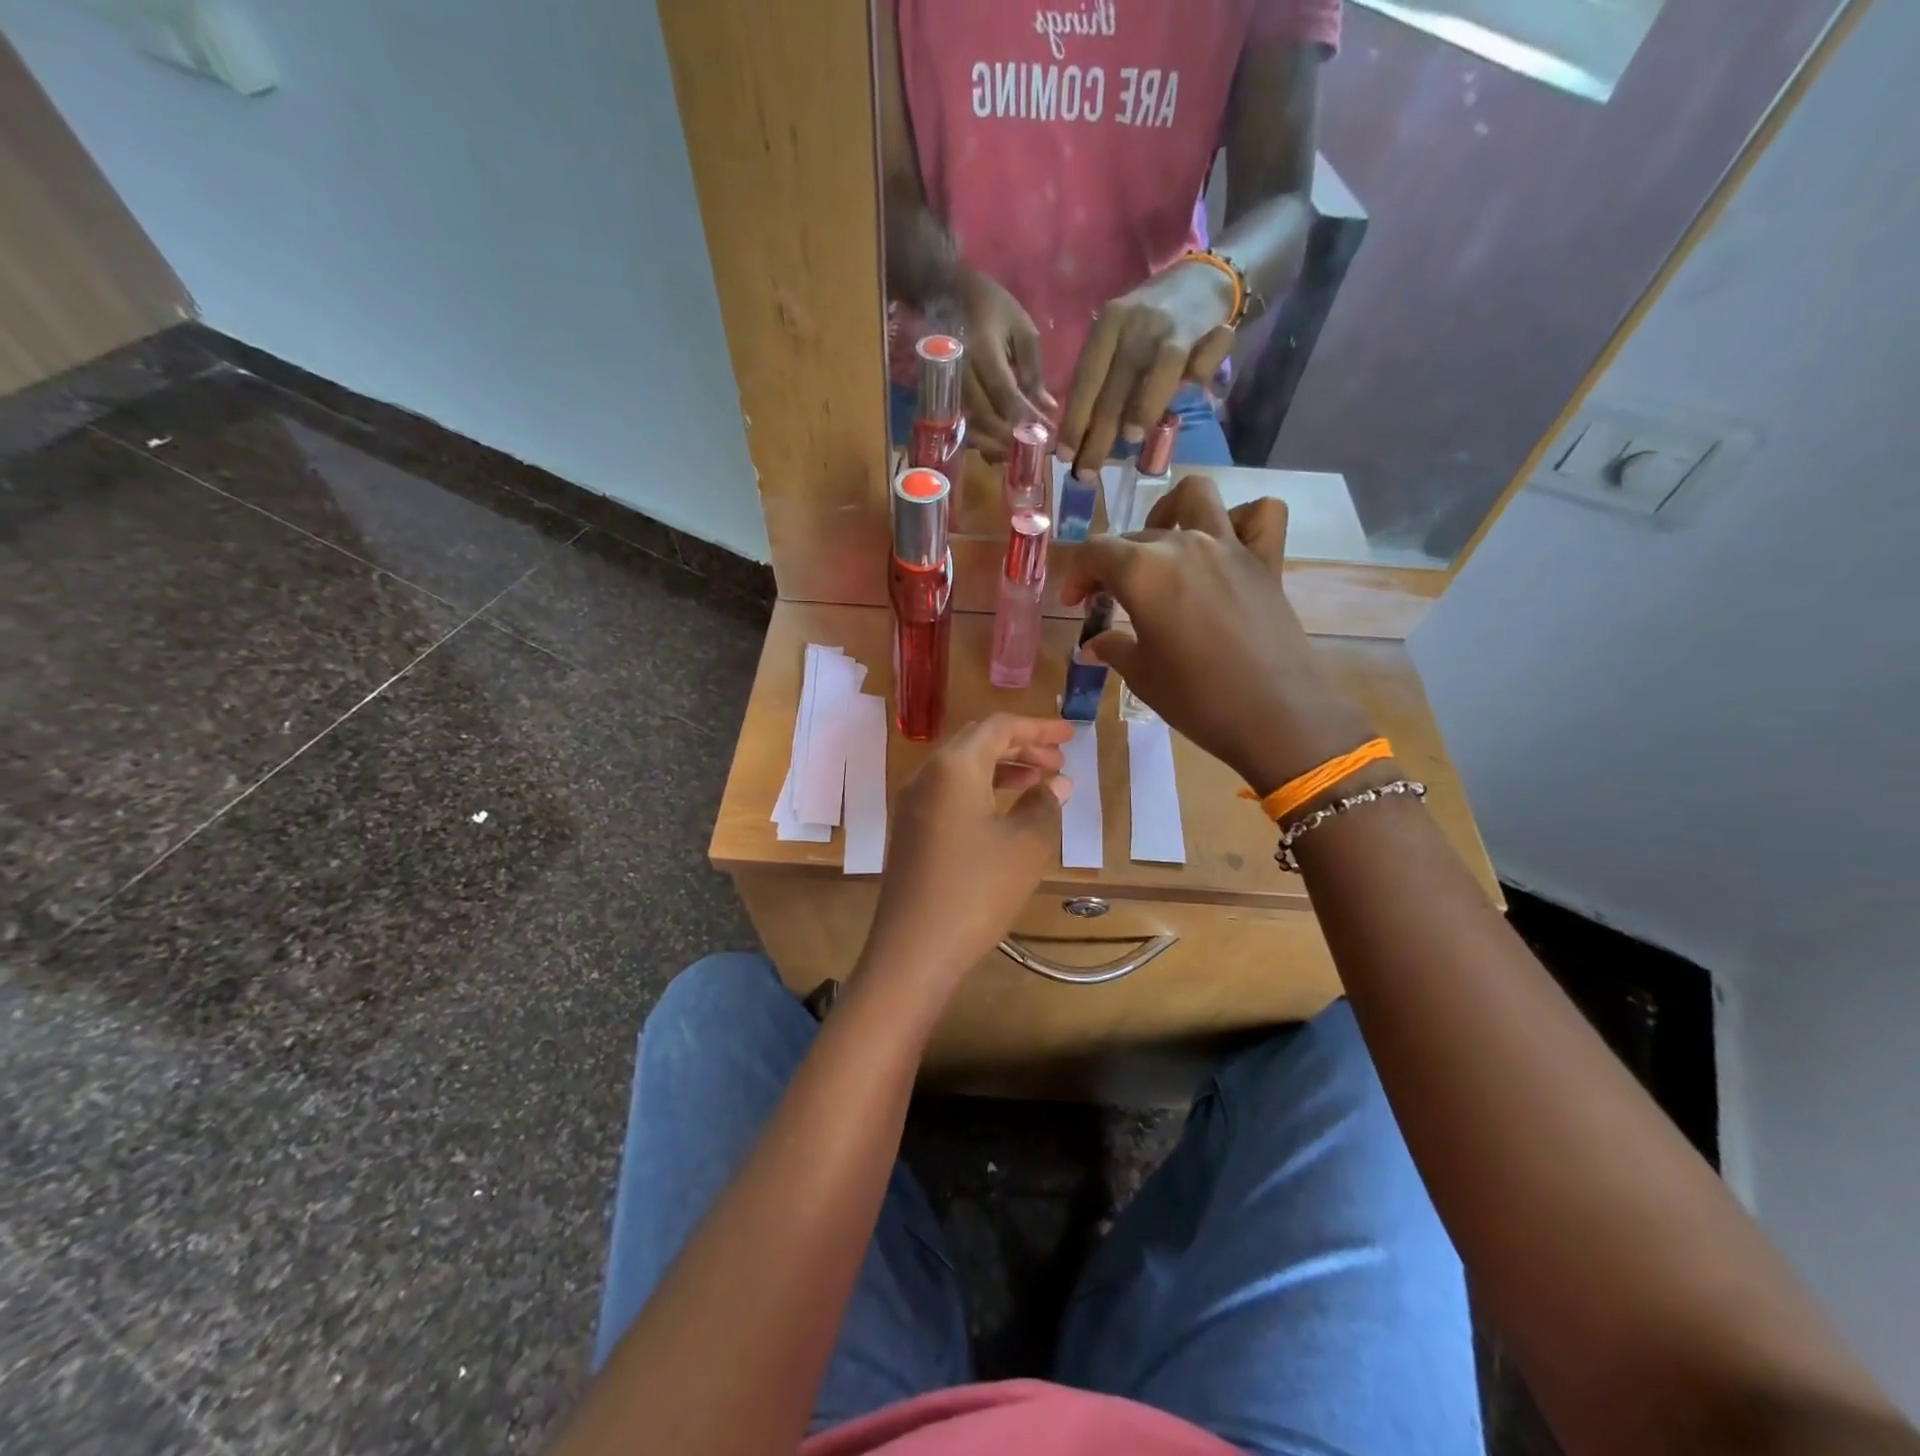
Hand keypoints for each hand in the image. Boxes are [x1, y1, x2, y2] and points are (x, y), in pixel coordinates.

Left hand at [860, 715, 1073, 997]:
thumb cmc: (977, 890)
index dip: (1038, 728)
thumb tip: (1056, 784)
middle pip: (977, 742)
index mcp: (954, 766)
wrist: (914, 950)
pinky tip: (1007, 811)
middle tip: (1058, 762)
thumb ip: (1044, 805)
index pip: (999, 727)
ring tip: (1041, 784)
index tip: (1071, 736)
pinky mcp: (910, 829)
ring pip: (962, 768)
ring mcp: (913, 803)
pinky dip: (982, 790)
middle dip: (1020, 746)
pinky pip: (950, 792)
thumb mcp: (1025, 846)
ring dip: (1002, 768)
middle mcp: (927, 774)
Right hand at [957, 267, 1057, 461]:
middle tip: (1035, 450)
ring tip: (1019, 454)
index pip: (1004, 392)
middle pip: (985, 417)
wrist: (945, 294)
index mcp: (982, 351)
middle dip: (1012, 438)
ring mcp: (949, 388)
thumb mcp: (1021, 329)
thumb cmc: (991, 308)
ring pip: (971, 427)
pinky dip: (982, 441)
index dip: (1025, 417)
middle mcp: (961, 374)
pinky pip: (963, 427)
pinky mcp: (944, 397)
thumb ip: (1033, 371)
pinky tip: (999, 448)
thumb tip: (1046, 408)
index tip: (1046, 433)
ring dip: (996, 446)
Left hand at [1057, 261, 1238, 476]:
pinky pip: (1196, 366)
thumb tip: (1086, 436)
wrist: (1204, 277)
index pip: (1085, 380)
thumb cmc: (1152, 324)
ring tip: (1131, 439)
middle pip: (1112, 387)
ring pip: (1154, 375)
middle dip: (1099, 435)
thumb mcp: (1120, 342)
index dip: (1075, 421)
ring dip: (1142, 409)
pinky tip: (1191, 395)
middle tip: (1089, 470)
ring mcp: (1167, 327)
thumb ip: (1106, 380)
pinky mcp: (1201, 331)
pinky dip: (1195, 381)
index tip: (1066, 455)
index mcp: (1106, 327)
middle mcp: (1132, 324)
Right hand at [1060, 476, 1376, 794]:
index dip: (1077, 574)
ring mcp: (1229, 546)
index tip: (1076, 603)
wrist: (1275, 716)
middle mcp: (1183, 545)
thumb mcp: (1141, 675)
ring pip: (1195, 497)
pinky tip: (1225, 546)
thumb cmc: (1196, 699)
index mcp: (1143, 572)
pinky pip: (1260, 515)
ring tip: (1163, 547)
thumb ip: (1113, 648)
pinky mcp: (1266, 561)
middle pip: (1135, 535)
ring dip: (1171, 512)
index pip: (1095, 552)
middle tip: (1110, 600)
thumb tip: (1094, 644)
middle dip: (1113, 563)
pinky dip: (1241, 519)